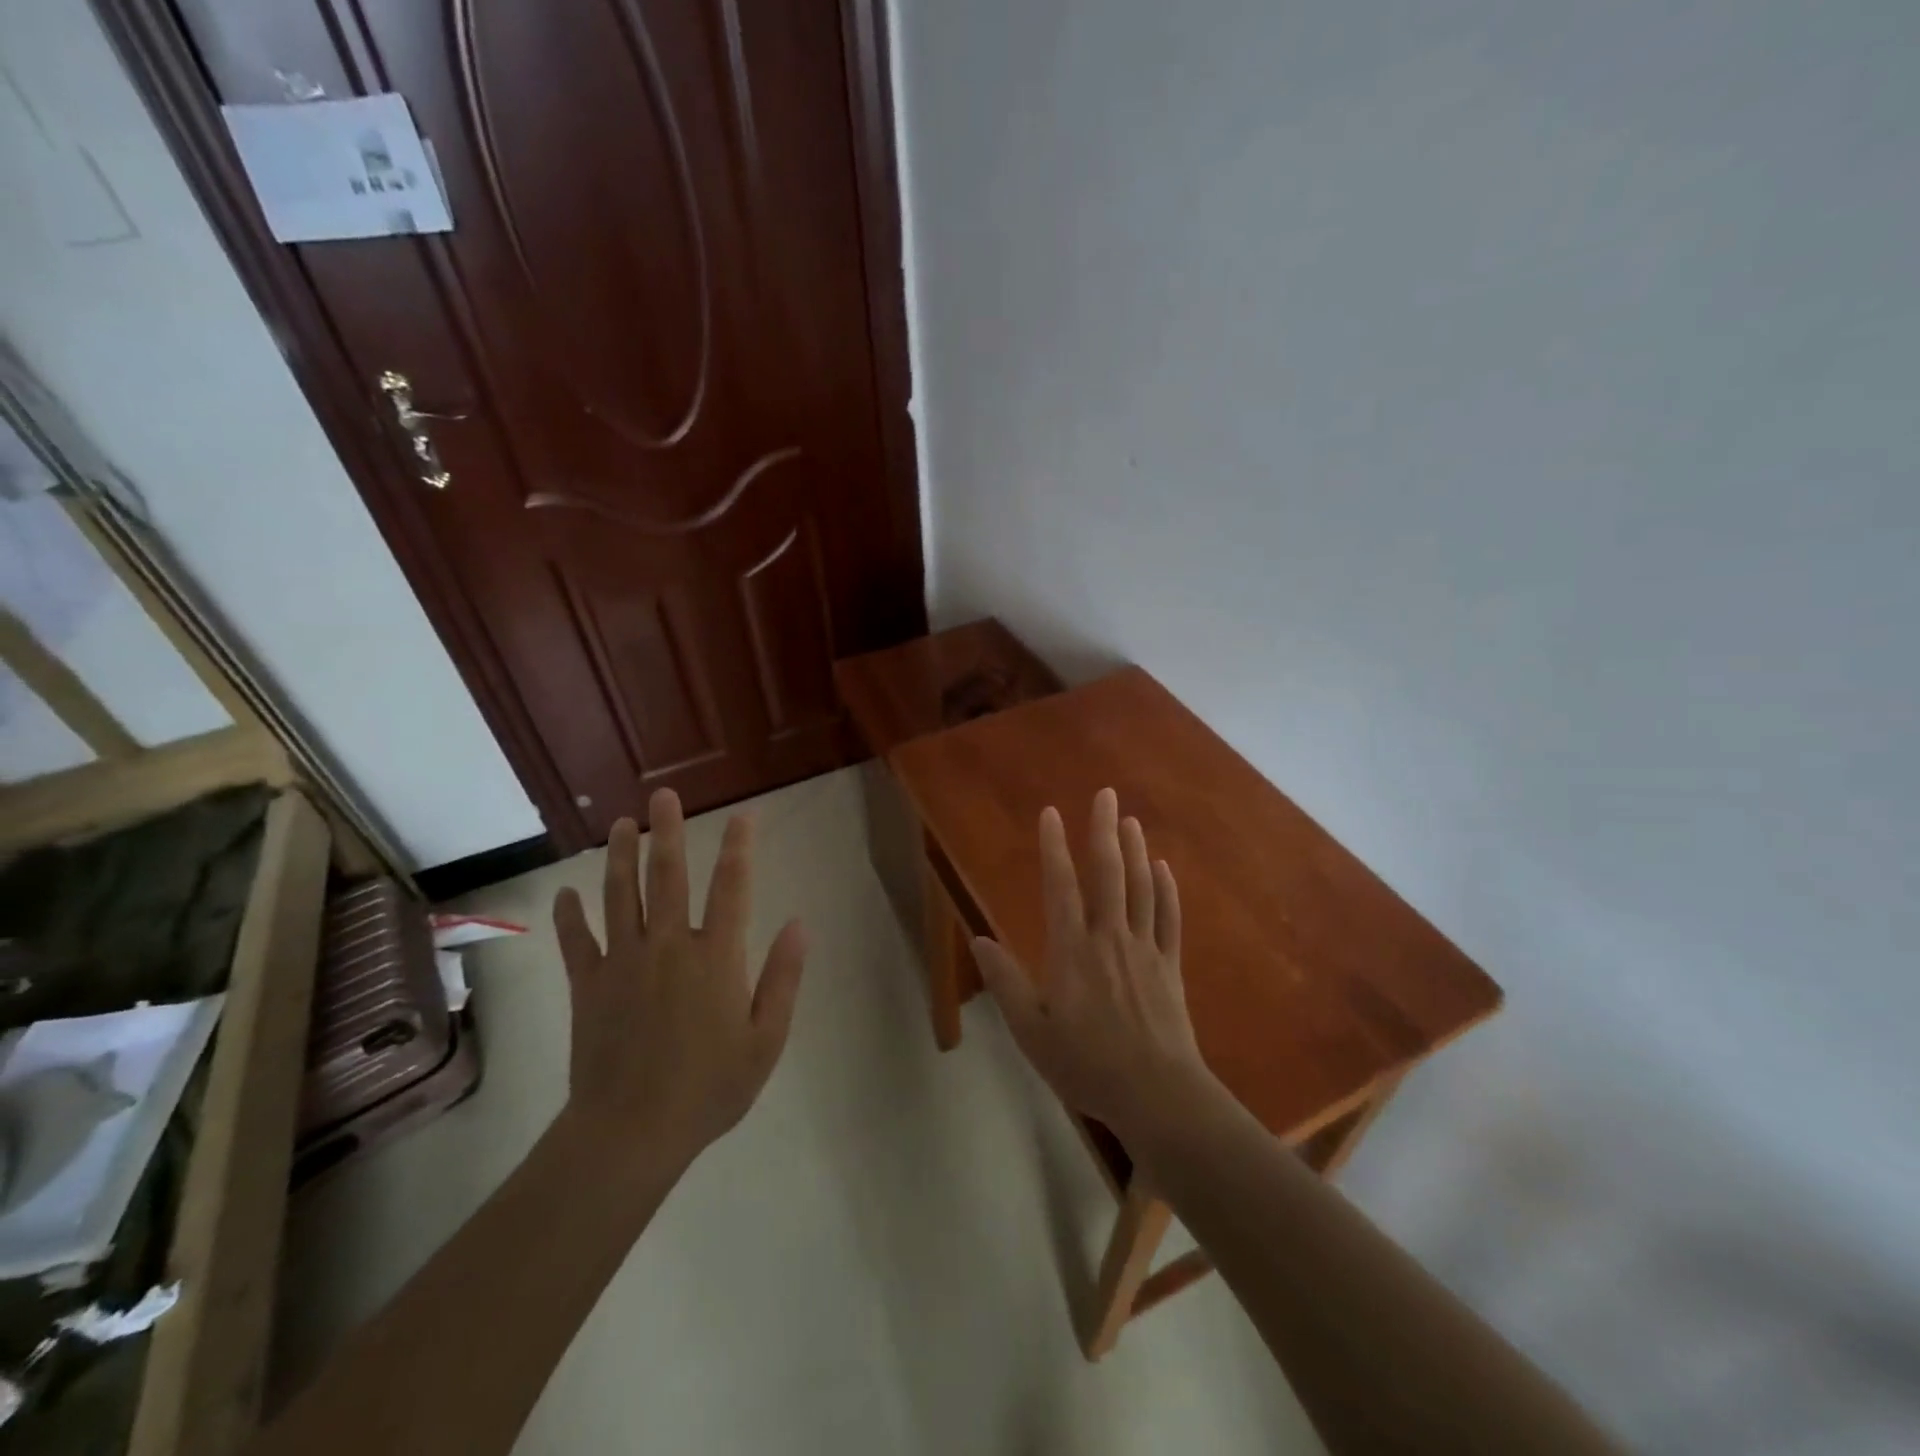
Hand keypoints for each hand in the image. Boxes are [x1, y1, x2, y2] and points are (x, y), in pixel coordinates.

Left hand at [552, 788, 806, 1172]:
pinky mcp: (588, 985)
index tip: (742, 816)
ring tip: (620, 825)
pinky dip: (570, 915)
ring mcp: (623, 962)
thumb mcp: (766, 1040)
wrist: (630, 1133)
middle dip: (667, 831)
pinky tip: (565, 892)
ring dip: (619, 856)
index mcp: (715, 957)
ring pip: (620, 895)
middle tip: (662, 795)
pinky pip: (577, 940)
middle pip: (667, 876)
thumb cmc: (709, 1088)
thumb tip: (800, 924)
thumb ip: (783, 978)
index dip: (739, 848)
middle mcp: (668, 946)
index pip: (731, 888)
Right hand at [970, 788, 1219, 1153]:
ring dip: (1135, 851)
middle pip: (1108, 873)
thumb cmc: (1087, 1064)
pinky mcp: (1170, 967)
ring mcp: (1145, 949)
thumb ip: (1005, 982)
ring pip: (1141, 888)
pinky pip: (1169, 919)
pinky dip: (1167, 890)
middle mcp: (1109, 937)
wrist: (1157, 1094)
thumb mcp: (1031, 1031)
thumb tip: (979, 940)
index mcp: (1072, 949)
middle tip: (1107, 795)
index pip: (1061, 886)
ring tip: (1131, 820)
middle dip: (1105, 830)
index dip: (1054, 847)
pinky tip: (1164, 869)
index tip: (1051, 814)